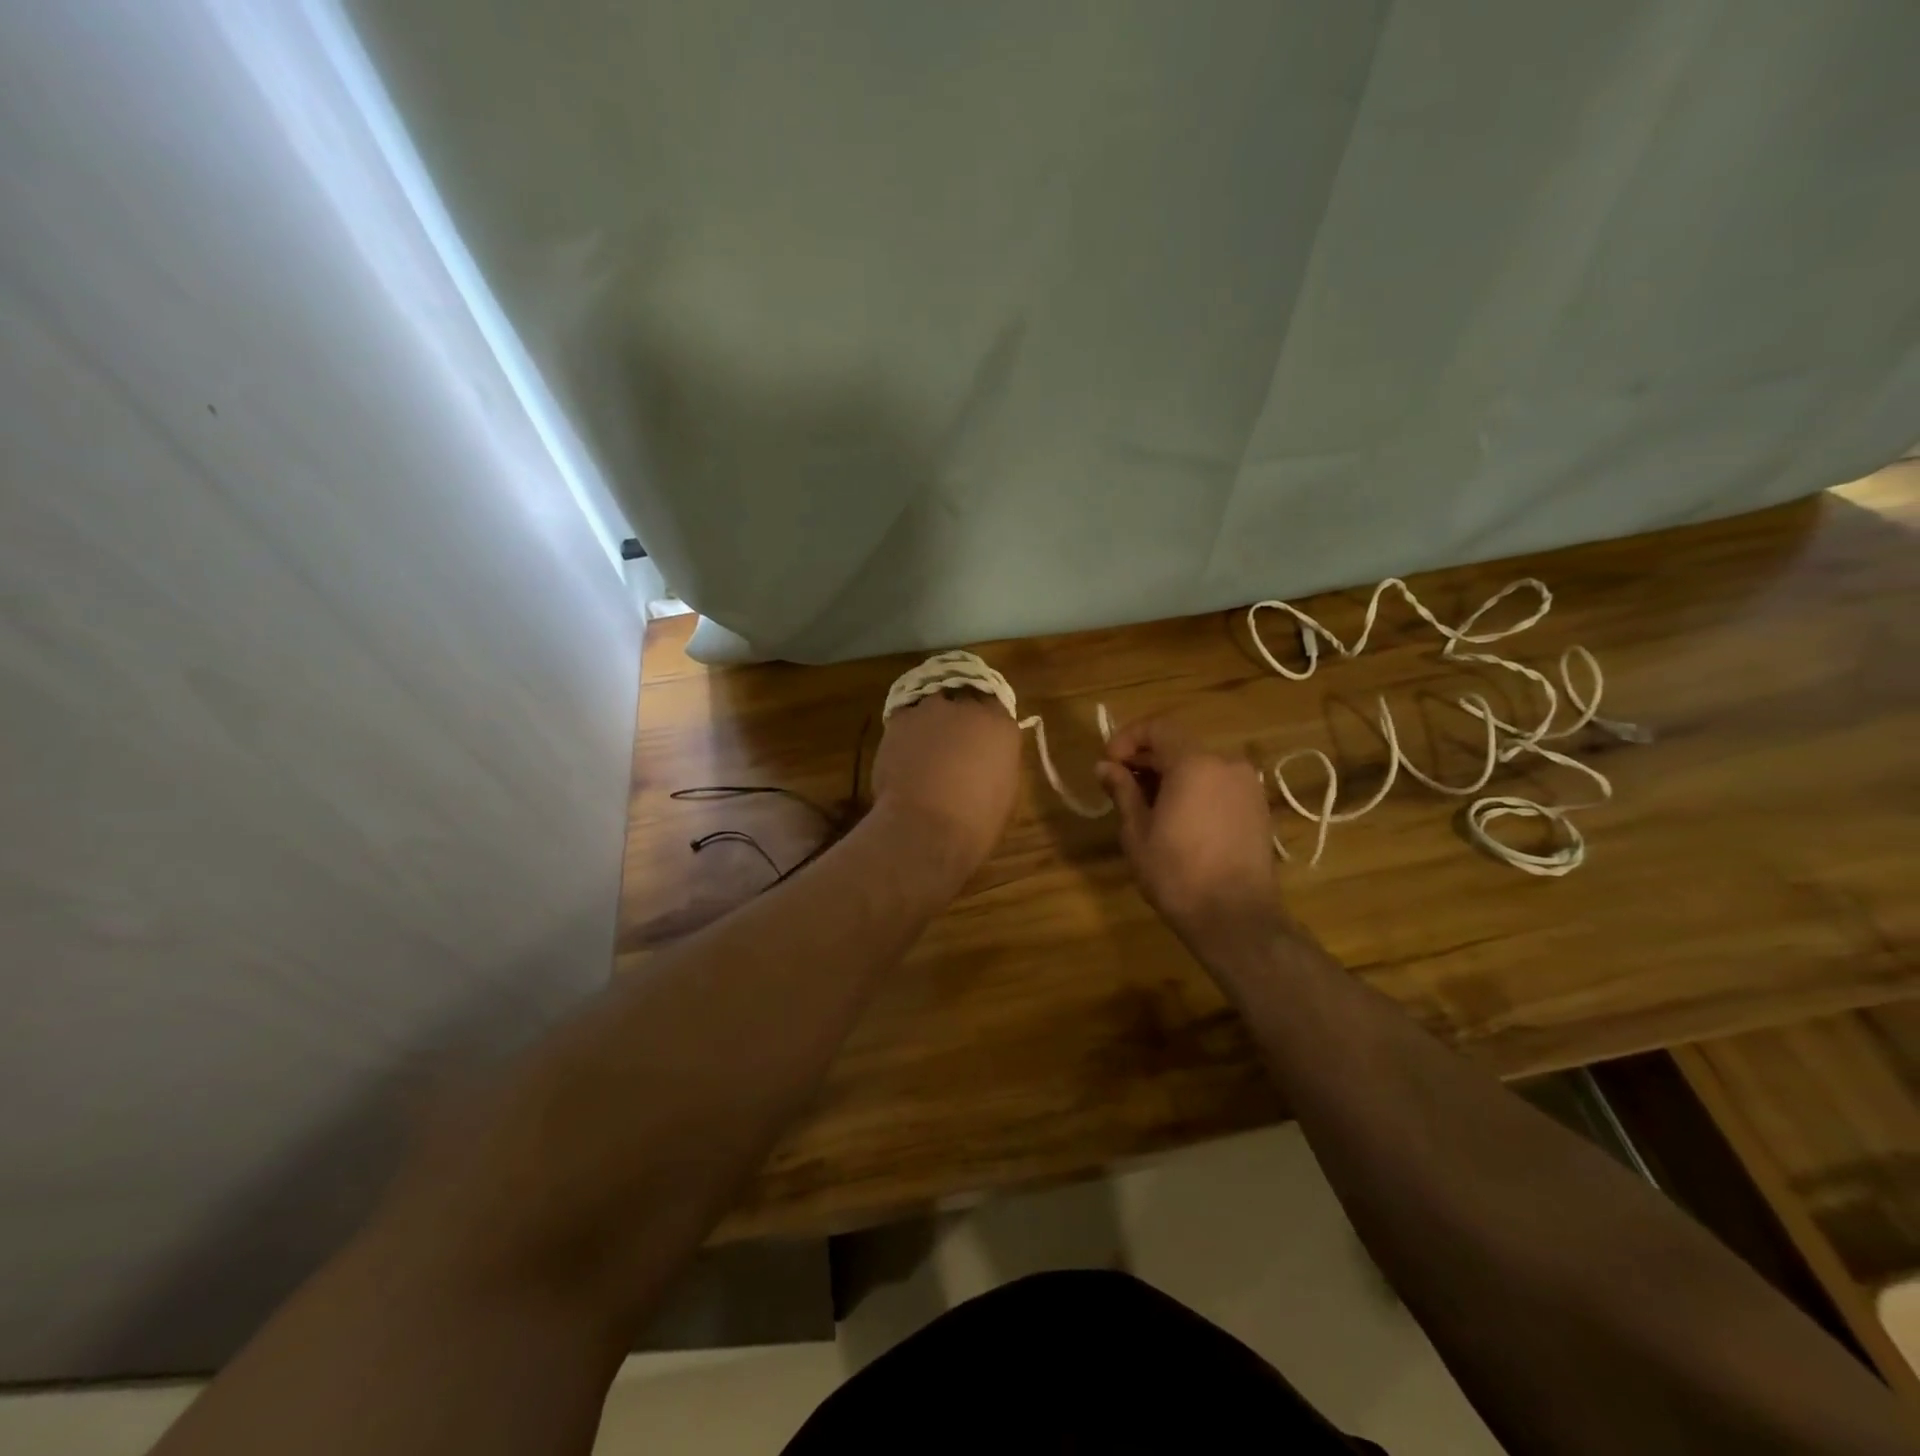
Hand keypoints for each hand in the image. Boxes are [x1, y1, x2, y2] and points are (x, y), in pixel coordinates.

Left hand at [871, 689, 1020, 871]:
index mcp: (1001, 726)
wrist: (927, 827)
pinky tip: (902, 750)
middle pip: (962, 698)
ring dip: (930, 720)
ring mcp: (932, 710)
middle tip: (950, 738)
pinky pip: (904, 717)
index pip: (994, 704)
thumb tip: (985, 757)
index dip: (983, 717)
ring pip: (931, 704)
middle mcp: (968, 708)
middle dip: (957, 715)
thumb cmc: (976, 821)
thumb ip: (997, 761)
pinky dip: (905, 730)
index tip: (978, 733)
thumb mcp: (1004, 791)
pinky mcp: (900, 720)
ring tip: (923, 743)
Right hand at [1096, 716, 1281, 946]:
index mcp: (1195, 763)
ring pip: (1201, 765)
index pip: (1158, 728)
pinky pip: (1219, 784)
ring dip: (1171, 775)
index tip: (1109, 762)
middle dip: (1147, 759)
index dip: (1128, 738)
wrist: (1236, 918)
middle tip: (1121, 785)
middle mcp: (1227, 763)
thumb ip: (1123, 791)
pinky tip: (1179, 817)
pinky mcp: (1258, 807)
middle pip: (1180, 746)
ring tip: (1148, 805)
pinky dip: (1195, 789)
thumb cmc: (1177, 873)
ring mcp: (1248, 785)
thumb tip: (1104, 767)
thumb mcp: (1137, 832)